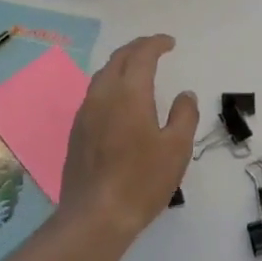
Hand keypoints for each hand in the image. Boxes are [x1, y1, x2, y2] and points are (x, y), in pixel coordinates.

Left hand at [60, 35, 198, 243]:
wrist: (95, 216)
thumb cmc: (141, 181)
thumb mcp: (176, 149)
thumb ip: (184, 115)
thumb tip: (184, 95)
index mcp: (129, 93)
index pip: (142, 55)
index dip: (156, 44)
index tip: (170, 43)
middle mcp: (103, 95)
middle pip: (118, 59)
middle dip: (137, 48)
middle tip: (155, 48)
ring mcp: (85, 113)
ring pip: (103, 75)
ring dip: (121, 64)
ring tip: (138, 69)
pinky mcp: (77, 131)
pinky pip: (95, 94)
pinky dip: (111, 84)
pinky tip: (119, 100)